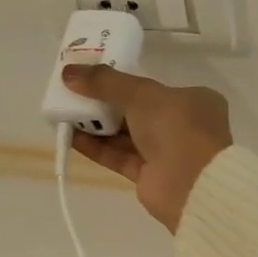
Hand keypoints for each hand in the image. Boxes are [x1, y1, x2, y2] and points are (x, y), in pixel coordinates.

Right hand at [61, 66, 232, 231]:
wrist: (191, 184)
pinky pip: (119, 156)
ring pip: (126, 135)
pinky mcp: (150, 176)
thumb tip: (69, 72)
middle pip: (137, 110)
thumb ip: (105, 81)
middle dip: (105, 102)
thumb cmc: (176, 126)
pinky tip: (70, 135)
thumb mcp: (141, 93)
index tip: (95, 75)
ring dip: (96, 124)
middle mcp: (182, 125)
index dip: (124, 80)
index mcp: (194, 100)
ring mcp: (167, 152)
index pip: (156, 87)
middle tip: (72, 91)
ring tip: (64, 111)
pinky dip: (97, 146)